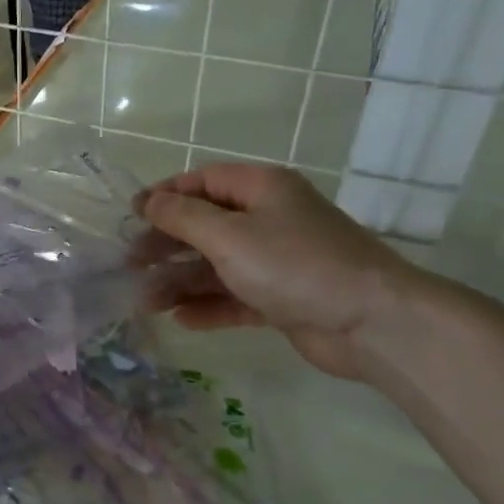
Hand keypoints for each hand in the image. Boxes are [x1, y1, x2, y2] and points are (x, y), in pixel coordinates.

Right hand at [135, 164, 421, 379]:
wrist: (372, 322)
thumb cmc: (294, 265)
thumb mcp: (229, 235)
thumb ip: (182, 217)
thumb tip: (149, 201)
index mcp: (261, 189)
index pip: (203, 181)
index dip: (165, 195)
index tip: (131, 215)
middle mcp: (269, 219)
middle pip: (205, 225)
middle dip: (167, 244)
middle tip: (130, 264)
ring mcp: (277, 260)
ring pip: (217, 265)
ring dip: (181, 281)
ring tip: (146, 301)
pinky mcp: (283, 298)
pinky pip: (236, 296)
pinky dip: (209, 306)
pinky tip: (181, 320)